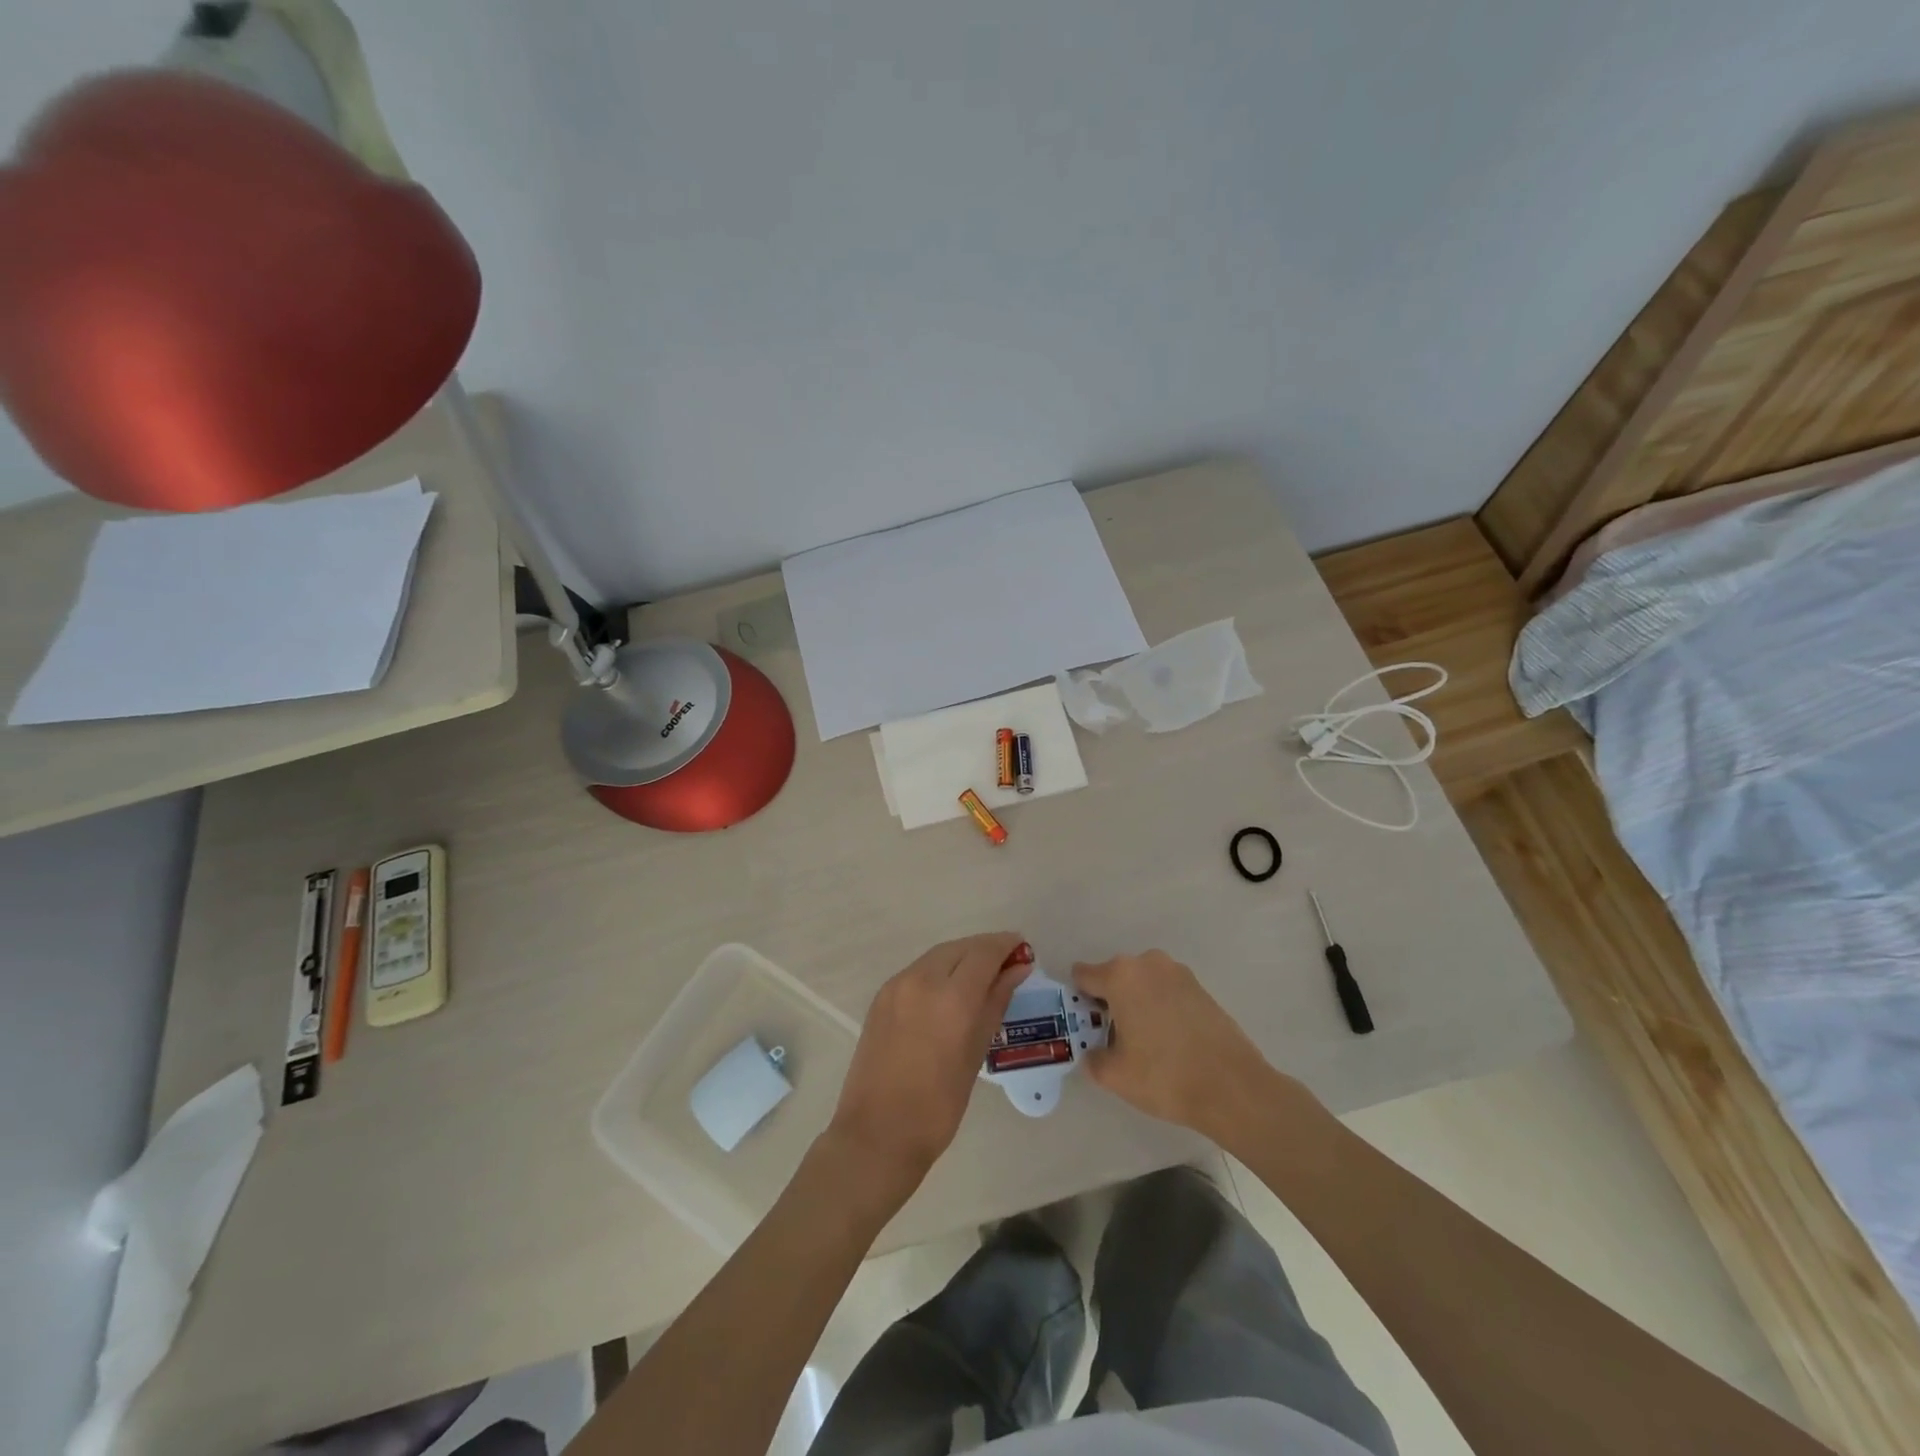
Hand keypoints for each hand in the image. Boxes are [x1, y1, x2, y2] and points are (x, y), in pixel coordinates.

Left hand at [827, 932, 1031, 1209]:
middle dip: (986, 949)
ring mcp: (898, 985)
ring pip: (938, 955)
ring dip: (963, 957)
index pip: (985, 952)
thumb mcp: (977, 1052)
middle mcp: (922, 979)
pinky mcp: (882, 996)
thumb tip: (1017, 970)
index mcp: (952, 997)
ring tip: (983, 975)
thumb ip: (996, 1002)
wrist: (878, 1133)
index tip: (1023, 949)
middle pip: (961, 948)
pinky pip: (919, 970)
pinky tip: (951, 988)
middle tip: (1007, 963)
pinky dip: (940, 969)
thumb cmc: (939, 1104)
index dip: (1006, 945)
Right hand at [1074, 950, 1298, 1143]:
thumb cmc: (1165, 1076)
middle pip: (1114, 977)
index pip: (1083, 976)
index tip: (1085, 1026)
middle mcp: (1148, 963)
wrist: (1233, 1088)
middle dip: (1109, 1001)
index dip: (1079, 1000)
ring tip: (1146, 1042)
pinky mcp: (1201, 987)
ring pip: (1142, 983)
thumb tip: (1093, 1052)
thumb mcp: (1114, 1075)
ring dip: (1137, 1003)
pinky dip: (1161, 1008)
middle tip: (1114, 1039)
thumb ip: (1092, 1058)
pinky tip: (1170, 1041)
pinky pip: (1166, 991)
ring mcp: (1178, 972)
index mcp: (1121, 975)